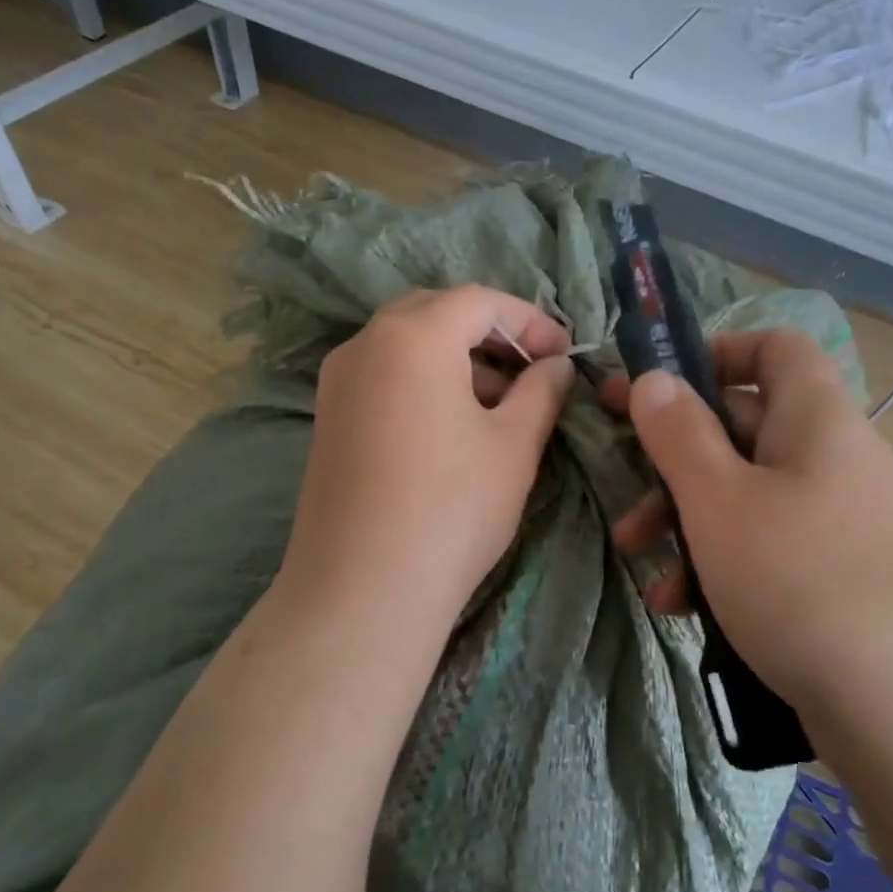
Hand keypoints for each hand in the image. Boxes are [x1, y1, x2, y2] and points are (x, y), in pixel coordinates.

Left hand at [277, 286, 574, 642]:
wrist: (362, 590)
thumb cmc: (451, 508)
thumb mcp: (514, 445)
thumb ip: (541, 392)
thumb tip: (555, 366)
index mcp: (413, 336)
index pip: (479, 301)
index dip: (529, 321)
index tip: (564, 355)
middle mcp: (366, 344)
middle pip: (436, 313)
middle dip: (490, 334)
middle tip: (531, 370)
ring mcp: (338, 381)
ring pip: (407, 344)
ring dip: (457, 358)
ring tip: (500, 404)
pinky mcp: (329, 417)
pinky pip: (384, 375)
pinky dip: (424, 381)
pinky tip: (454, 426)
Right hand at [602, 330, 892, 703]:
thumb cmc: (800, 581)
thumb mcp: (719, 500)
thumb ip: (678, 433)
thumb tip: (653, 380)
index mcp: (817, 419)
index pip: (775, 348)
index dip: (715, 352)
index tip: (658, 387)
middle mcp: (834, 459)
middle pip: (744, 428)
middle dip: (676, 458)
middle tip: (624, 486)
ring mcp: (840, 522)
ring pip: (748, 495)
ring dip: (687, 520)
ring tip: (640, 561)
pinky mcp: (839, 578)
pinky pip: (769, 547)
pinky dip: (721, 563)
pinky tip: (681, 607)